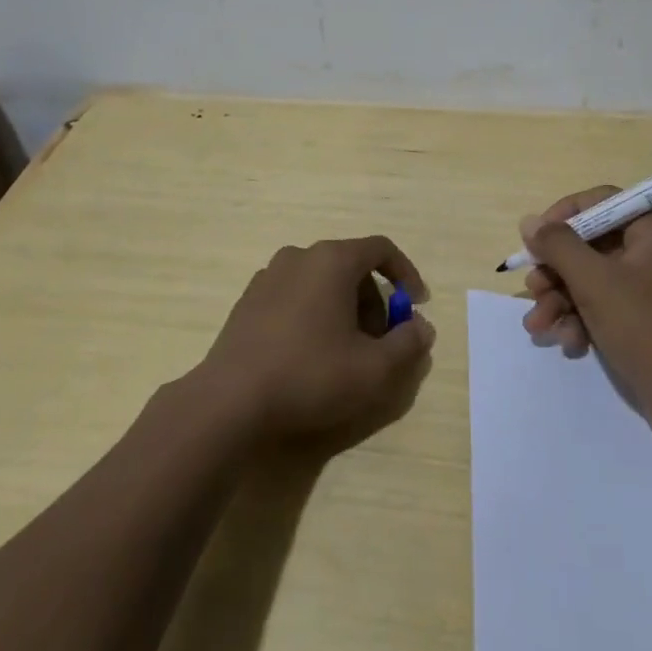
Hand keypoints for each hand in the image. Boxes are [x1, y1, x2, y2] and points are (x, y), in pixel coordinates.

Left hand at [201, 236, 435, 443]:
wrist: (230, 401)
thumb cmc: (310, 375)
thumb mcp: (374, 369)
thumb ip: (408, 344)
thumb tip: (421, 327)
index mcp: (332, 260)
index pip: (381, 249)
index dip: (406, 274)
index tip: (416, 306)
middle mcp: (300, 256)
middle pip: (351, 266)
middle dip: (374, 300)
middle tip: (380, 341)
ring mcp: (268, 276)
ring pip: (322, 281)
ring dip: (344, 308)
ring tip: (346, 351)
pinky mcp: (248, 300)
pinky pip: (295, 295)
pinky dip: (314, 313)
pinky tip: (309, 354)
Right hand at [519, 188, 651, 431]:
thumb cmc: (646, 329)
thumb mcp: (594, 282)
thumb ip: (558, 245)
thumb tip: (529, 221)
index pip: (601, 202)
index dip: (563, 217)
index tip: (534, 240)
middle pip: (592, 244)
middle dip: (557, 271)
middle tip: (533, 290)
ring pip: (592, 278)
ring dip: (562, 300)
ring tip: (539, 326)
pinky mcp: (646, 318)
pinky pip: (605, 304)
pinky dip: (582, 319)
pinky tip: (569, 343)